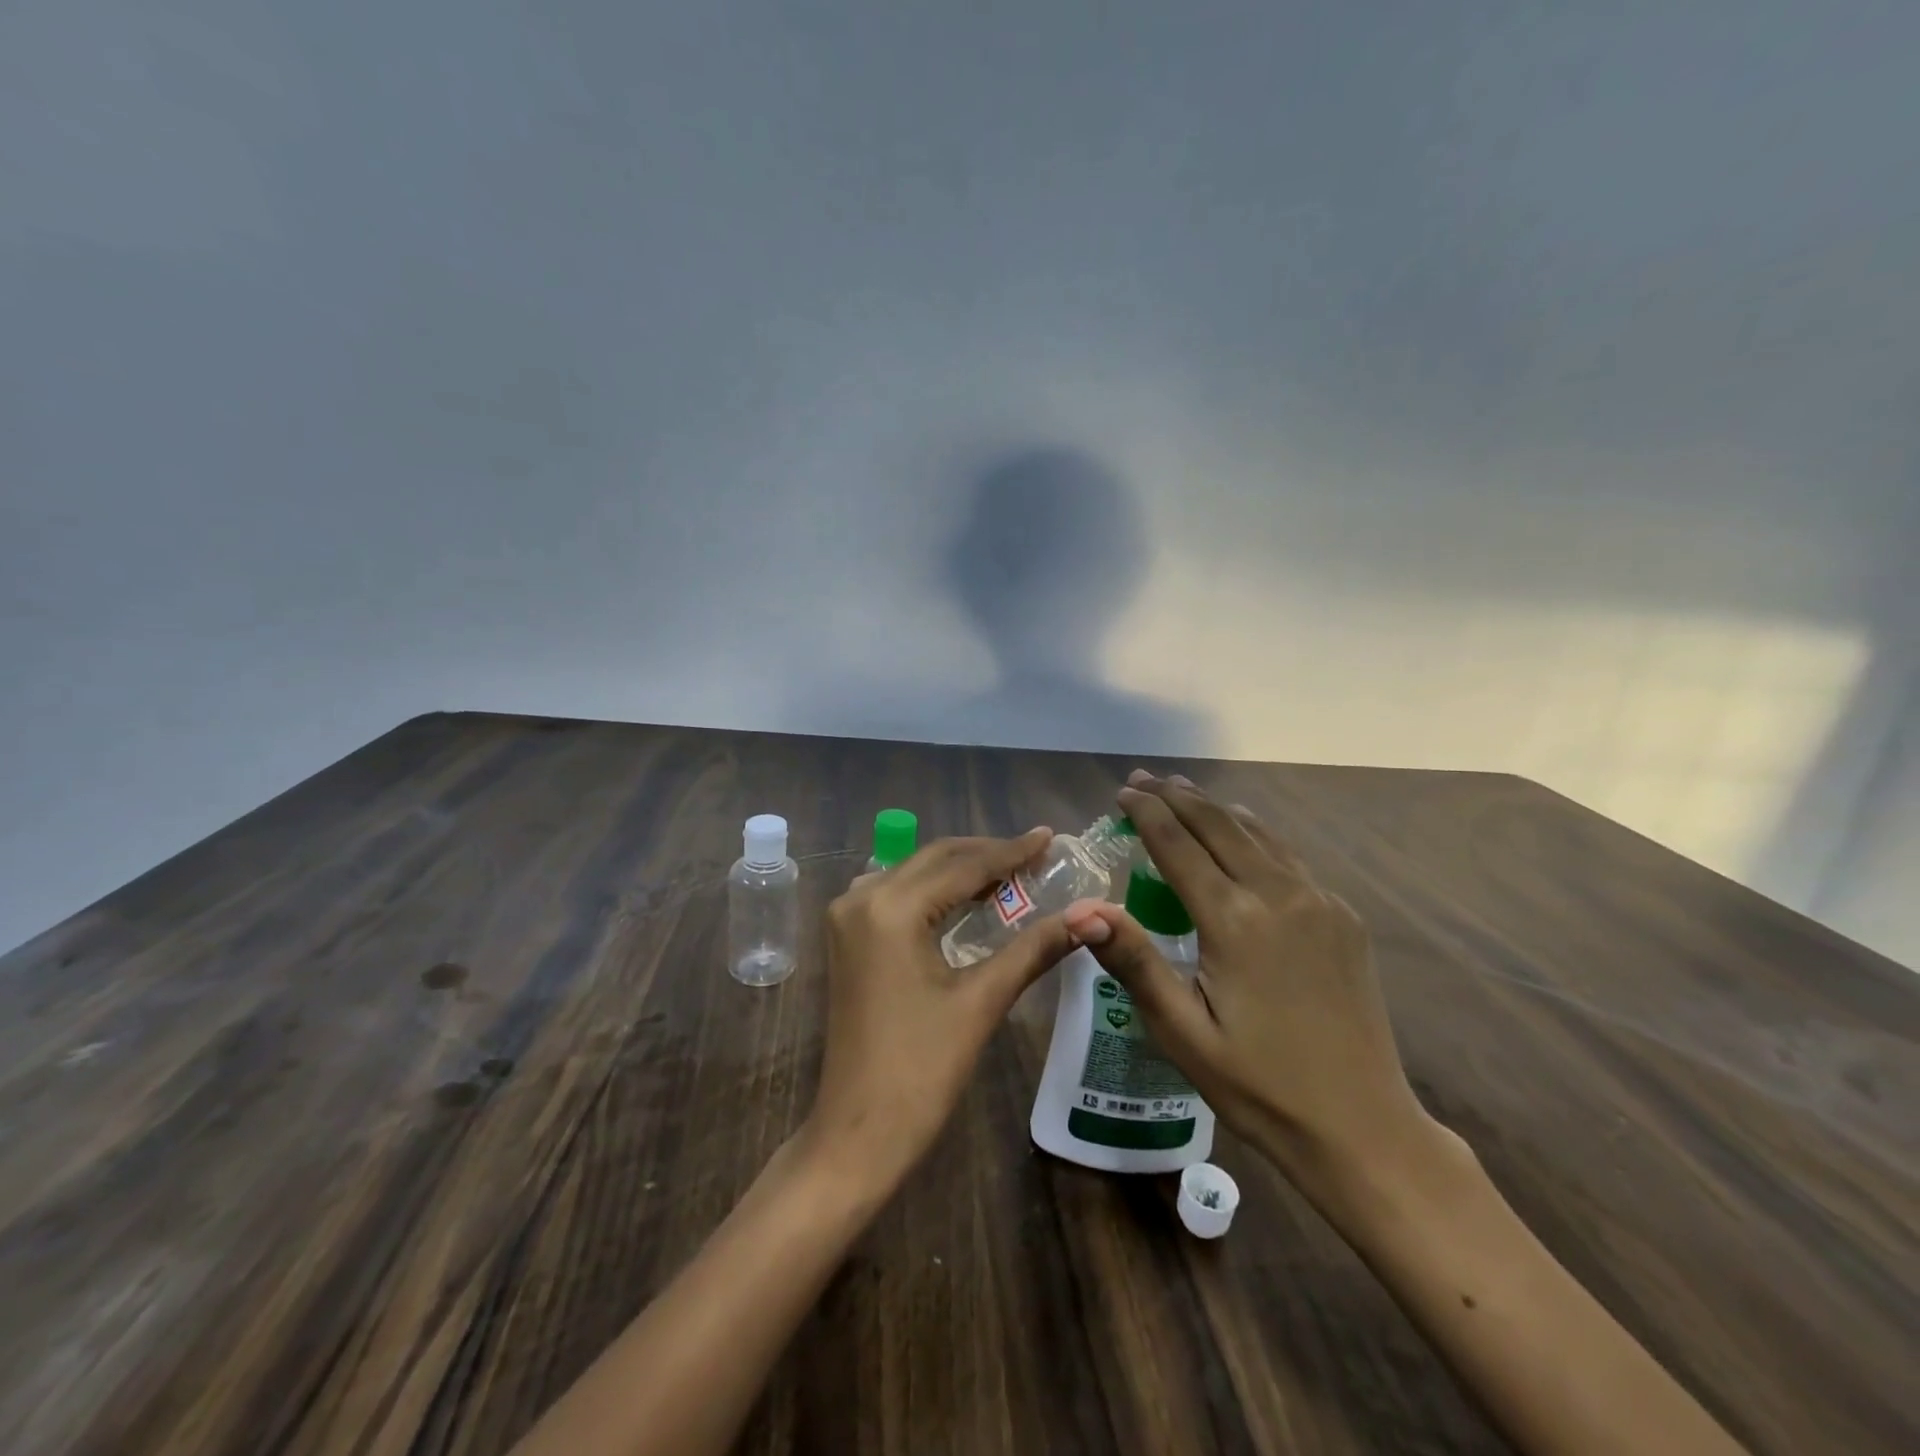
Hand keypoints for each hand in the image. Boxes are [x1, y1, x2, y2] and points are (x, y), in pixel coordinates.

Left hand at [801, 829, 1077, 1193]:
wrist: (857, 1132)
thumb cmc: (922, 1070)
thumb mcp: (982, 1001)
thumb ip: (1034, 949)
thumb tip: (1090, 916)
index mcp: (892, 908)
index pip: (964, 866)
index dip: (1011, 851)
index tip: (1050, 836)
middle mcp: (862, 897)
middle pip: (935, 859)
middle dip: (987, 855)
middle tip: (1036, 854)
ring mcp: (847, 916)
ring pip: (914, 872)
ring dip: (960, 869)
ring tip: (1010, 873)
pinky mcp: (846, 936)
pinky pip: (895, 893)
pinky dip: (933, 889)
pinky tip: (964, 898)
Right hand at [1061, 772, 1439, 1198]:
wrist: (1363, 1128)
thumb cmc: (1259, 1086)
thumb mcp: (1182, 1033)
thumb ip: (1134, 962)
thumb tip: (1082, 910)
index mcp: (1235, 920)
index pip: (1179, 845)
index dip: (1147, 813)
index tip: (1122, 791)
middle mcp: (1279, 895)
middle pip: (1220, 825)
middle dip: (1177, 797)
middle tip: (1143, 779)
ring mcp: (1319, 901)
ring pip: (1257, 833)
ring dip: (1215, 809)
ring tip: (1183, 792)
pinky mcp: (1343, 917)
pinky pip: (1287, 857)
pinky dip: (1252, 833)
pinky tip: (1240, 835)